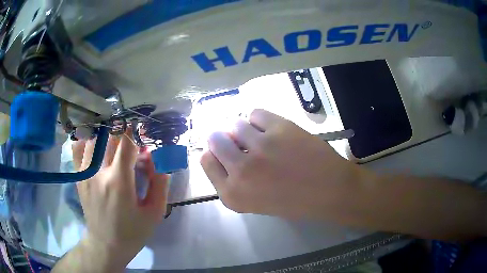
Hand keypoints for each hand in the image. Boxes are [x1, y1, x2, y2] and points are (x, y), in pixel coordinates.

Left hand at [72, 129, 168, 268]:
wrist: (106, 244)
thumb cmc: (133, 232)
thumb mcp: (154, 213)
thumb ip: (160, 183)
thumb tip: (159, 157)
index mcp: (119, 182)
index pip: (127, 142)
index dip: (137, 131)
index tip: (144, 129)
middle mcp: (99, 172)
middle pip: (111, 137)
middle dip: (125, 133)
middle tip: (133, 142)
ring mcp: (85, 173)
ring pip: (94, 138)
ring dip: (108, 135)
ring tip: (116, 142)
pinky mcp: (79, 176)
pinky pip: (78, 148)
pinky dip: (87, 140)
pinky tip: (95, 143)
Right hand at [200, 109, 368, 220]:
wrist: (330, 190)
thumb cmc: (294, 202)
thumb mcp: (254, 202)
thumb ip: (233, 180)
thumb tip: (222, 150)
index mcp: (232, 194)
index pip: (206, 160)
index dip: (215, 153)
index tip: (225, 151)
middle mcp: (241, 170)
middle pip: (215, 138)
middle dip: (224, 138)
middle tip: (240, 141)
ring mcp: (260, 147)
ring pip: (235, 123)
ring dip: (244, 129)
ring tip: (261, 137)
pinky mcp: (279, 128)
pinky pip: (255, 113)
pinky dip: (259, 119)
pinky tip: (271, 129)